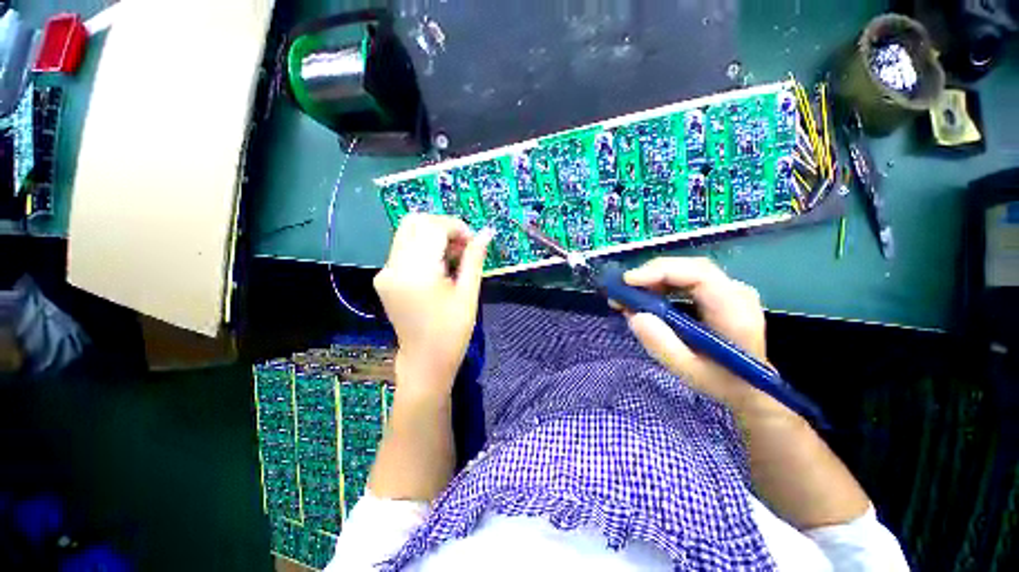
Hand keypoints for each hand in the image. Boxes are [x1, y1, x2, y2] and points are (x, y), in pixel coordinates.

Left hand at [373, 214, 492, 395]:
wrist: (425, 361)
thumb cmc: (452, 332)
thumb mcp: (468, 293)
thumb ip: (474, 258)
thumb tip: (487, 232)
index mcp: (416, 273)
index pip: (432, 227)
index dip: (456, 227)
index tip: (473, 241)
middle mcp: (393, 267)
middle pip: (415, 222)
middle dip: (443, 227)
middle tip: (463, 246)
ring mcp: (385, 272)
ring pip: (408, 232)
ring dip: (433, 235)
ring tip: (454, 257)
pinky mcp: (384, 278)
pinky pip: (404, 248)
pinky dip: (424, 247)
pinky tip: (439, 265)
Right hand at [620, 257, 786, 415]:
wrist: (749, 387)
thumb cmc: (721, 382)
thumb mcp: (688, 371)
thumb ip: (662, 345)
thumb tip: (634, 315)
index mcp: (734, 311)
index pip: (699, 275)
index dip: (661, 272)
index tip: (628, 281)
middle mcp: (735, 292)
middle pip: (689, 267)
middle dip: (650, 274)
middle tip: (622, 290)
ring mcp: (728, 289)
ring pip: (685, 270)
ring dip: (652, 279)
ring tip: (628, 297)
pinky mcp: (718, 292)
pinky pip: (685, 278)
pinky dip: (660, 284)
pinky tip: (645, 297)